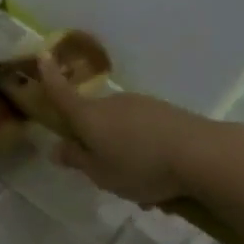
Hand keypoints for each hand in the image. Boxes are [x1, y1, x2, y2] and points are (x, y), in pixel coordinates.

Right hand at [36, 53, 204, 205]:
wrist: (201, 154)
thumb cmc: (140, 166)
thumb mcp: (101, 174)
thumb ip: (77, 160)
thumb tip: (56, 148)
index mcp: (89, 117)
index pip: (62, 94)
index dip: (49, 77)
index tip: (42, 56)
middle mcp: (112, 103)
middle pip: (94, 119)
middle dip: (95, 141)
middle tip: (105, 174)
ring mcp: (141, 105)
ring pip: (121, 128)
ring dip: (124, 151)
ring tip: (141, 187)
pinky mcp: (165, 112)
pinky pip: (144, 132)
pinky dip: (145, 150)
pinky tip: (161, 177)